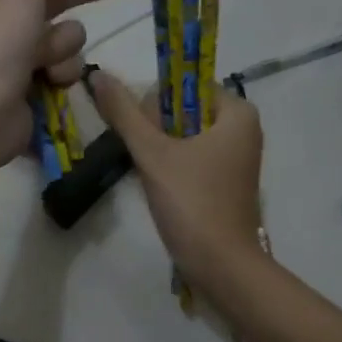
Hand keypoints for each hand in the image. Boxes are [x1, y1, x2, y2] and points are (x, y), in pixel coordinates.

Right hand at [87, 71, 265, 290]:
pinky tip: (162, 188)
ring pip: (185, 136)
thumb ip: (125, 113)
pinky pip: (192, 158)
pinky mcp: (226, 182)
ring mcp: (236, 158)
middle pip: (184, 110)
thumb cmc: (193, 203)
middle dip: (156, 131)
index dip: (155, 104)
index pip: (185, 84)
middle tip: (148, 160)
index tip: (144, 135)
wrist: (222, 267)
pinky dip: (172, 167)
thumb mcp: (153, 154)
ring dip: (160, 151)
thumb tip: (98, 74)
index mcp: (237, 112)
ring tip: (152, 175)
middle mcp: (243, 129)